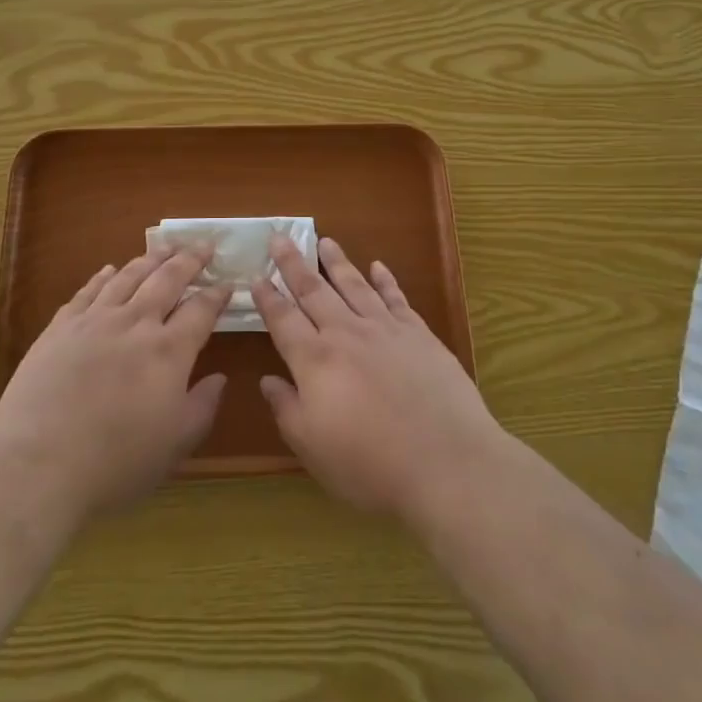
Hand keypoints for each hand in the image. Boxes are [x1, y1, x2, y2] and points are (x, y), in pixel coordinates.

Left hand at [0, 248, 230, 520]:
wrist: (37, 465)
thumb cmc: (115, 464)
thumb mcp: (174, 446)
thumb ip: (202, 407)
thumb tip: (219, 378)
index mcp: (169, 351)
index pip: (201, 310)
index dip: (217, 295)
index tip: (228, 284)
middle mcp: (135, 324)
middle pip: (167, 279)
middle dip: (190, 260)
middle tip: (204, 246)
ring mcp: (95, 321)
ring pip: (129, 276)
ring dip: (151, 259)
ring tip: (164, 248)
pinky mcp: (60, 327)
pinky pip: (88, 291)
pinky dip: (104, 276)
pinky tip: (110, 270)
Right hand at [252, 236, 504, 521]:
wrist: (446, 461)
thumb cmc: (370, 464)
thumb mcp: (313, 448)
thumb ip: (287, 409)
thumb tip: (267, 380)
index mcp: (315, 360)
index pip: (283, 320)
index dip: (268, 298)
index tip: (255, 276)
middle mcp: (346, 333)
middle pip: (313, 290)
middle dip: (293, 263)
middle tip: (279, 236)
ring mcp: (385, 329)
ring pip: (354, 285)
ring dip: (336, 262)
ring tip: (324, 240)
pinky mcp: (418, 334)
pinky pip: (396, 297)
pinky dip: (386, 280)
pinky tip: (378, 266)